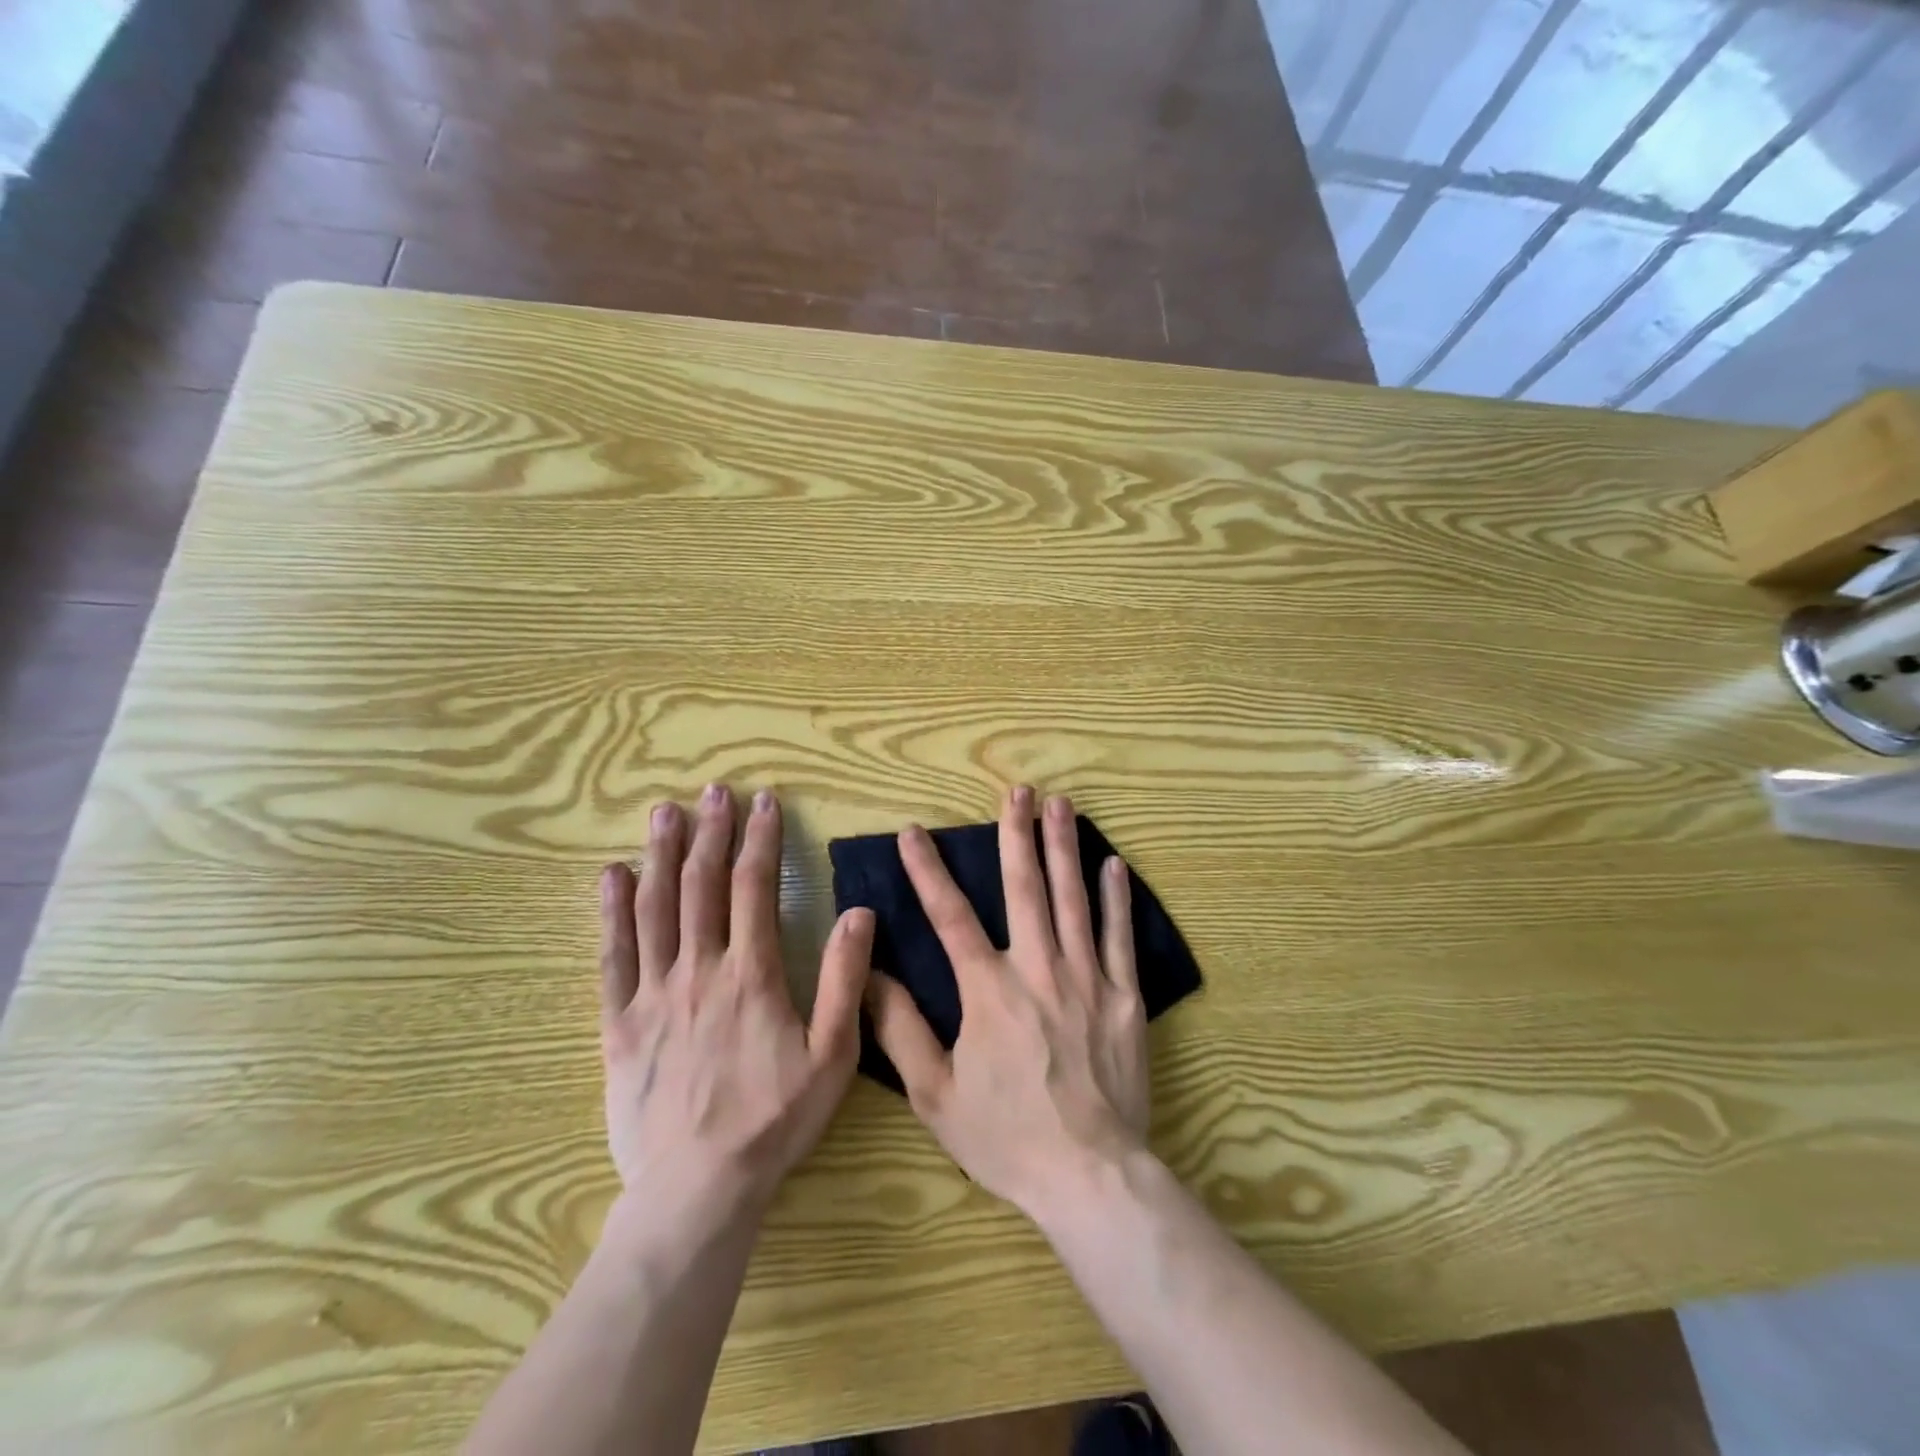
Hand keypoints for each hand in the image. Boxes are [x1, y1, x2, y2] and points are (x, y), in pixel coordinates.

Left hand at [598, 784, 873, 1219]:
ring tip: (663, 813)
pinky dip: (612, 913)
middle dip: (710, 833)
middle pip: (701, 885)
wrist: (697, 1188)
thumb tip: (858, 913)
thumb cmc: (774, 1120)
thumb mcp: (833, 1055)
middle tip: (711, 791)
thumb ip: (844, 979)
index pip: (756, 888)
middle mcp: (699, 970)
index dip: (761, 840)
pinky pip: (613, 958)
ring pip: (655, 909)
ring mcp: (654, 995)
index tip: (764, 803)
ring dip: (660, 856)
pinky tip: (610, 878)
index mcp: (752, 973)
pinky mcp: (620, 1024)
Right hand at [865, 786, 1148, 1218]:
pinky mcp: (1124, 997)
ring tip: (1061, 805)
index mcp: (989, 990)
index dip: (928, 870)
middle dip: (1017, 834)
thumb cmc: (1006, 1136)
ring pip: (1073, 899)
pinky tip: (1113, 865)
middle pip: (1025, 888)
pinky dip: (1116, 899)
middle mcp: (1038, 969)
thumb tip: (869, 974)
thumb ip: (900, 1029)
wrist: (1089, 1175)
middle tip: (1018, 791)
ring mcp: (1087, 979)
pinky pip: (1120, 937)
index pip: (950, 915)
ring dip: (1064, 848)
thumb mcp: (935, 1094)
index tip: (914, 832)